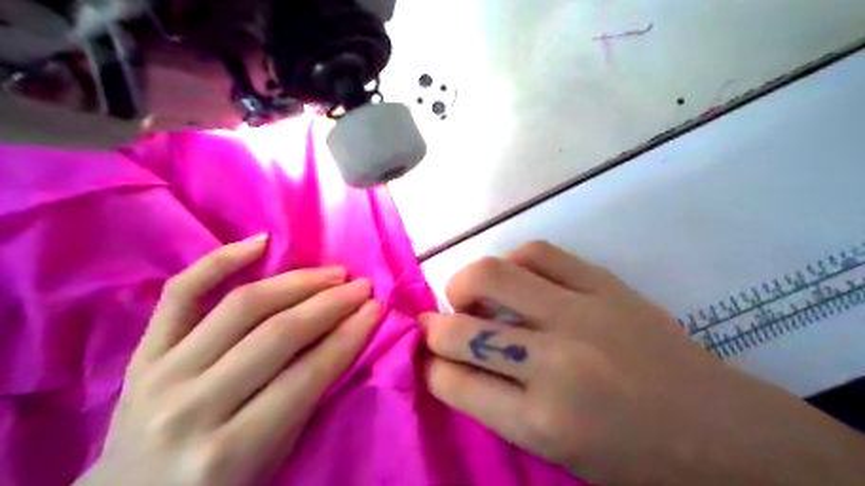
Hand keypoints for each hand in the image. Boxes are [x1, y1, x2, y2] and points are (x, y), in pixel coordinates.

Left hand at [75, 233, 378, 483]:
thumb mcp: (273, 460)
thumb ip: (307, 402)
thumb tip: (345, 340)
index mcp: (231, 450)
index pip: (308, 375)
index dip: (350, 335)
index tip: (376, 309)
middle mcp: (193, 405)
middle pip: (278, 333)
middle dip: (331, 303)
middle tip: (362, 286)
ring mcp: (161, 373)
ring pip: (243, 306)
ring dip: (297, 282)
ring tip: (332, 272)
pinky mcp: (141, 353)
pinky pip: (181, 293)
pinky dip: (221, 260)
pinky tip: (260, 242)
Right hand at [422, 240, 864, 482]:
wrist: (721, 430)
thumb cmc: (635, 459)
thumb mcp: (556, 454)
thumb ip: (498, 408)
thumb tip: (453, 365)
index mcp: (541, 423)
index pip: (453, 382)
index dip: (430, 368)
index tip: (429, 360)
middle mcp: (553, 362)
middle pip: (460, 330)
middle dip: (434, 330)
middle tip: (438, 327)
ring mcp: (580, 313)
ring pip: (491, 275)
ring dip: (464, 285)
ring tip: (470, 296)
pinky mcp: (603, 283)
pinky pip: (538, 253)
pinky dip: (513, 262)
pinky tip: (516, 277)